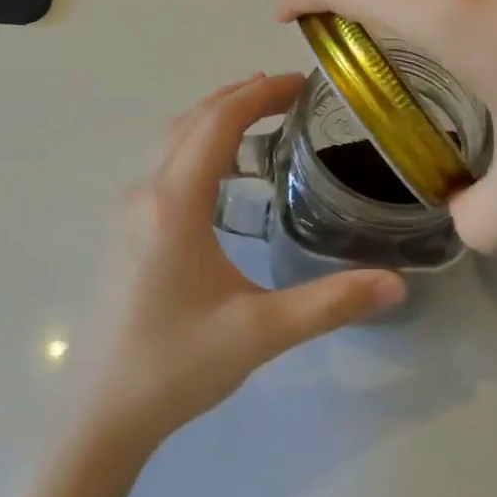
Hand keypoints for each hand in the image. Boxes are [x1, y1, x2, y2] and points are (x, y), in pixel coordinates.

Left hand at [80, 74, 405, 449]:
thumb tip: (396, 283)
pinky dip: (196, 144)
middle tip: (288, 93)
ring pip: (172, 140)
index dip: (259, 95)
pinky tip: (223, 172)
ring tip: (260, 116)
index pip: (218, 123)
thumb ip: (330, 304)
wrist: (100, 413)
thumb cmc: (176, 365)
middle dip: (239, 97)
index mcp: (174, 204)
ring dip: (214, 118)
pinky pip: (163, 164)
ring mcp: (128, 211)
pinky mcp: (124, 230)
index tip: (300, 84)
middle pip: (192, 121)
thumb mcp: (260, 333)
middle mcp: (145, 193)